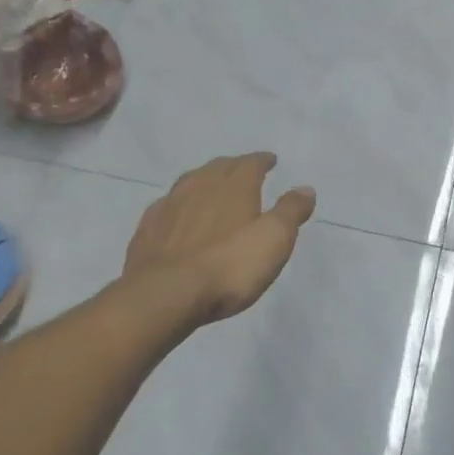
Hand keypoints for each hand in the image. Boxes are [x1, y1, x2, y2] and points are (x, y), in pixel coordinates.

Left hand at [124, 153, 315, 325]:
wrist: (165, 294)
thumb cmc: (229, 265)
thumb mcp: (274, 239)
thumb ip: (291, 211)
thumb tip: (306, 188)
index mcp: (234, 186)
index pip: (250, 163)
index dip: (262, 160)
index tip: (270, 160)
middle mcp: (200, 186)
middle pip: (218, 167)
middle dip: (233, 166)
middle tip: (242, 170)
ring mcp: (169, 206)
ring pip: (189, 183)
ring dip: (203, 181)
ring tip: (211, 187)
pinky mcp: (147, 230)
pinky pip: (166, 206)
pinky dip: (178, 205)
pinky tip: (177, 214)